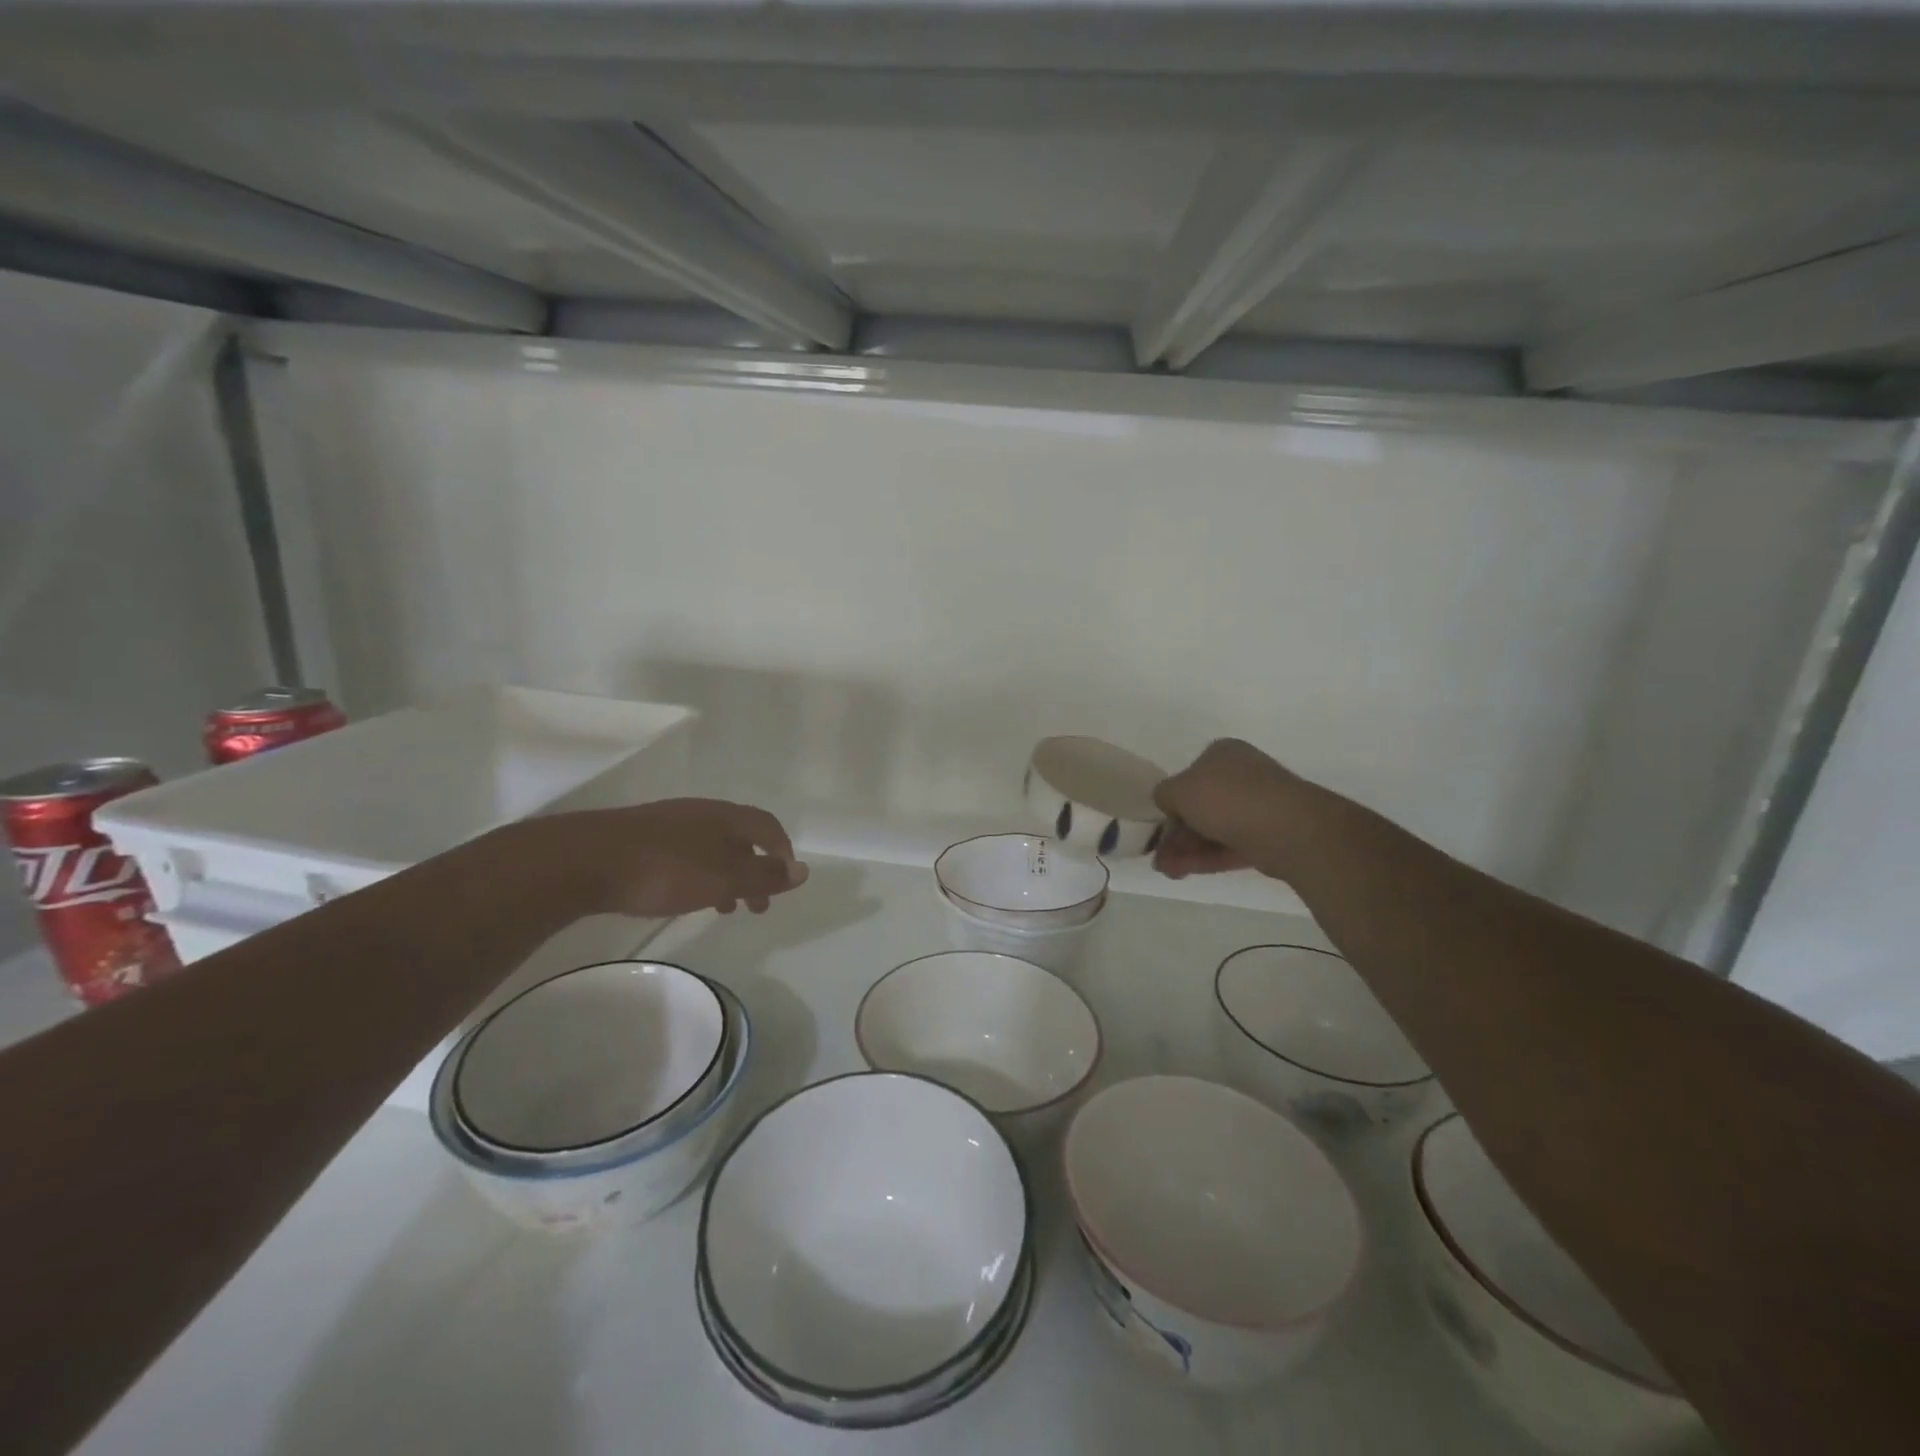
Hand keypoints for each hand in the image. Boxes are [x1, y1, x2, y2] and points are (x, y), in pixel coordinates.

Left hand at [516, 799, 808, 918]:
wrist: (586, 860)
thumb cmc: (666, 869)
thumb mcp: (724, 878)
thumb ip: (764, 875)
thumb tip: (802, 871)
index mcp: (726, 816)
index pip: (768, 826)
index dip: (782, 852)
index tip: (786, 881)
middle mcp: (702, 813)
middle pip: (741, 837)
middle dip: (755, 870)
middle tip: (758, 906)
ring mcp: (669, 823)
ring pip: (712, 848)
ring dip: (727, 876)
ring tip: (726, 908)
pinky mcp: (641, 839)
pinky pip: (687, 854)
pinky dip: (700, 875)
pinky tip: (686, 896)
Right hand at [1152, 739, 1303, 879]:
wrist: (1285, 827)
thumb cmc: (1226, 797)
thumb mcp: (1177, 790)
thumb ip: (1164, 794)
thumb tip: (1168, 803)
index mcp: (1222, 753)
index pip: (1190, 775)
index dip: (1172, 801)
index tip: (1161, 823)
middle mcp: (1243, 774)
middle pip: (1201, 806)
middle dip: (1177, 833)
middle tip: (1159, 856)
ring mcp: (1260, 805)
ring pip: (1215, 828)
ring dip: (1187, 849)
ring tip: (1167, 871)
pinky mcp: (1270, 835)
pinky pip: (1231, 844)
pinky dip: (1207, 858)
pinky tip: (1184, 872)